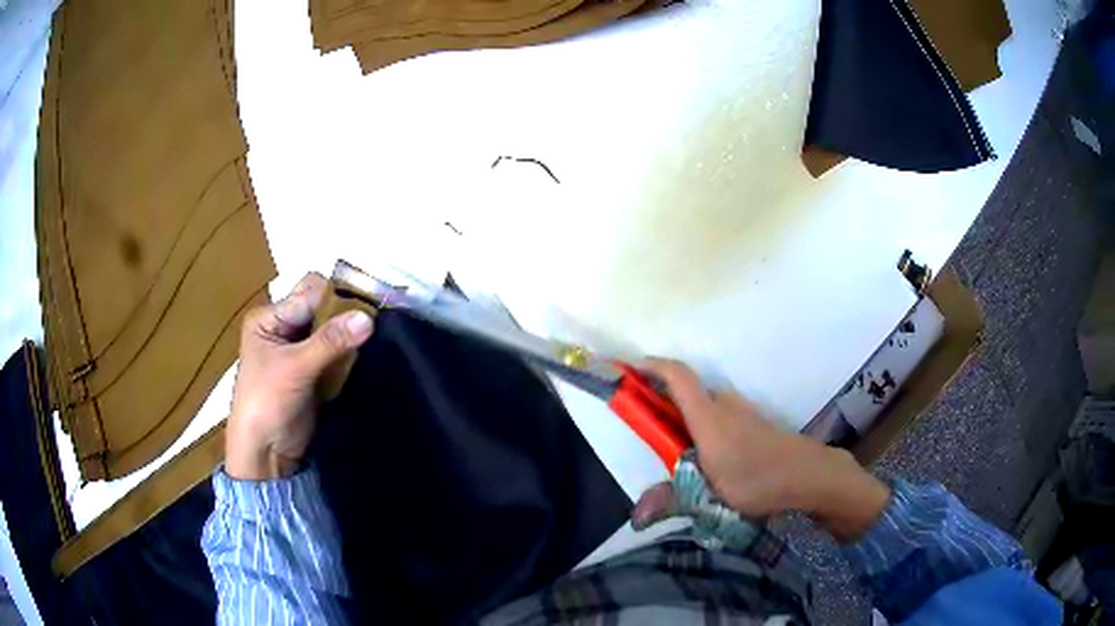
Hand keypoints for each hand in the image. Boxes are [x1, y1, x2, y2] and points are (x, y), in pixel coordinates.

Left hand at [225, 272, 374, 479]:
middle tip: (374, 320)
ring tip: (375, 336)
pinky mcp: (313, 370)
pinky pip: (335, 351)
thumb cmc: (267, 403)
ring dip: (349, 333)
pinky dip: (349, 351)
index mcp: (269, 318)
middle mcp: (283, 327)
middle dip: (345, 312)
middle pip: (320, 307)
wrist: (265, 453)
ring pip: (331, 329)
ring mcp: (298, 350)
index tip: (370, 304)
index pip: (308, 294)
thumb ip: (330, 341)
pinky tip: (366, 353)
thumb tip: (368, 317)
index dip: (337, 296)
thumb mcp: (295, 368)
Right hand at [631, 360, 890, 542]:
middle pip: (686, 389)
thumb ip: (672, 500)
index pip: (677, 376)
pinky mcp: (753, 422)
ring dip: (682, 414)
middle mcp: (724, 405)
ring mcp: (742, 411)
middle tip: (641, 422)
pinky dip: (700, 423)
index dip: (651, 367)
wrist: (810, 475)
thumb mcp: (712, 497)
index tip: (628, 369)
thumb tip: (636, 514)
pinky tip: (703, 455)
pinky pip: (717, 414)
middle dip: (661, 398)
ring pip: (703, 404)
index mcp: (709, 416)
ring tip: (669, 445)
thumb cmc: (760, 480)